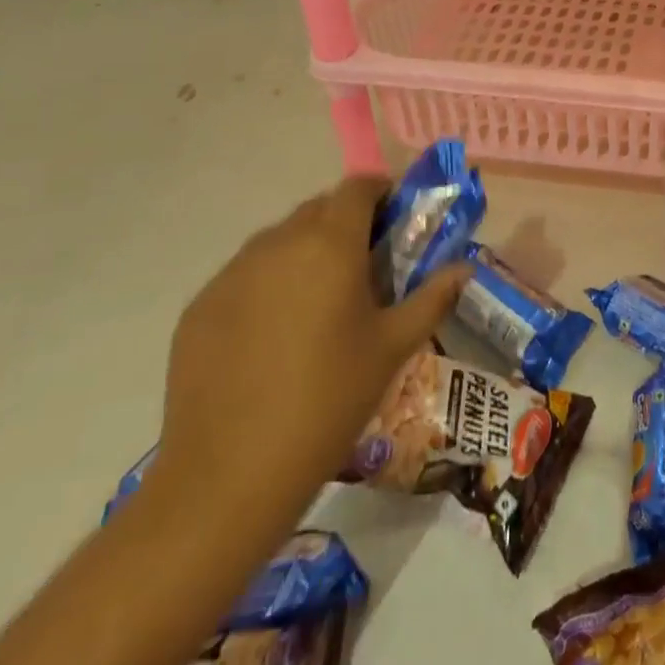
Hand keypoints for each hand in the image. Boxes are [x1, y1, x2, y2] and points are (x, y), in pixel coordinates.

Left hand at [156, 176, 468, 512]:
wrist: (228, 477)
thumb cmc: (328, 401)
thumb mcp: (393, 348)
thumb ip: (433, 297)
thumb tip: (464, 268)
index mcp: (330, 243)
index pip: (358, 187)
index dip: (380, 193)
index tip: (394, 219)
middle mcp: (279, 242)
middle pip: (318, 209)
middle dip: (344, 224)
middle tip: (363, 268)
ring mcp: (232, 272)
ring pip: (279, 240)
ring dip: (304, 252)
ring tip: (317, 305)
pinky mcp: (200, 306)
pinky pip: (244, 275)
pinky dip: (266, 285)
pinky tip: (271, 336)